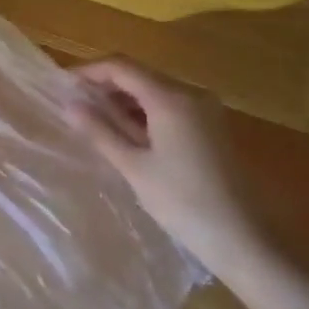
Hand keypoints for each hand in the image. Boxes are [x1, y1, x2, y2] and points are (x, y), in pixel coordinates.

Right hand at [68, 57, 274, 264]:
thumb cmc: (183, 203)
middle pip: (139, 75)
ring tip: (97, 122)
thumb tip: (69, 104)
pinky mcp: (212, 127)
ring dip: (125, 100)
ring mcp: (205, 109)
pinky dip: (146, 113)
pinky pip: (171, 106)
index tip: (63, 84)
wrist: (245, 241)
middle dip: (106, 86)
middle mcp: (190, 93)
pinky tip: (130, 135)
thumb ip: (100, 131)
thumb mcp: (134, 168)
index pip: (121, 66)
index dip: (89, 71)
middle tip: (76, 106)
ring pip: (155, 90)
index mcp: (170, 97)